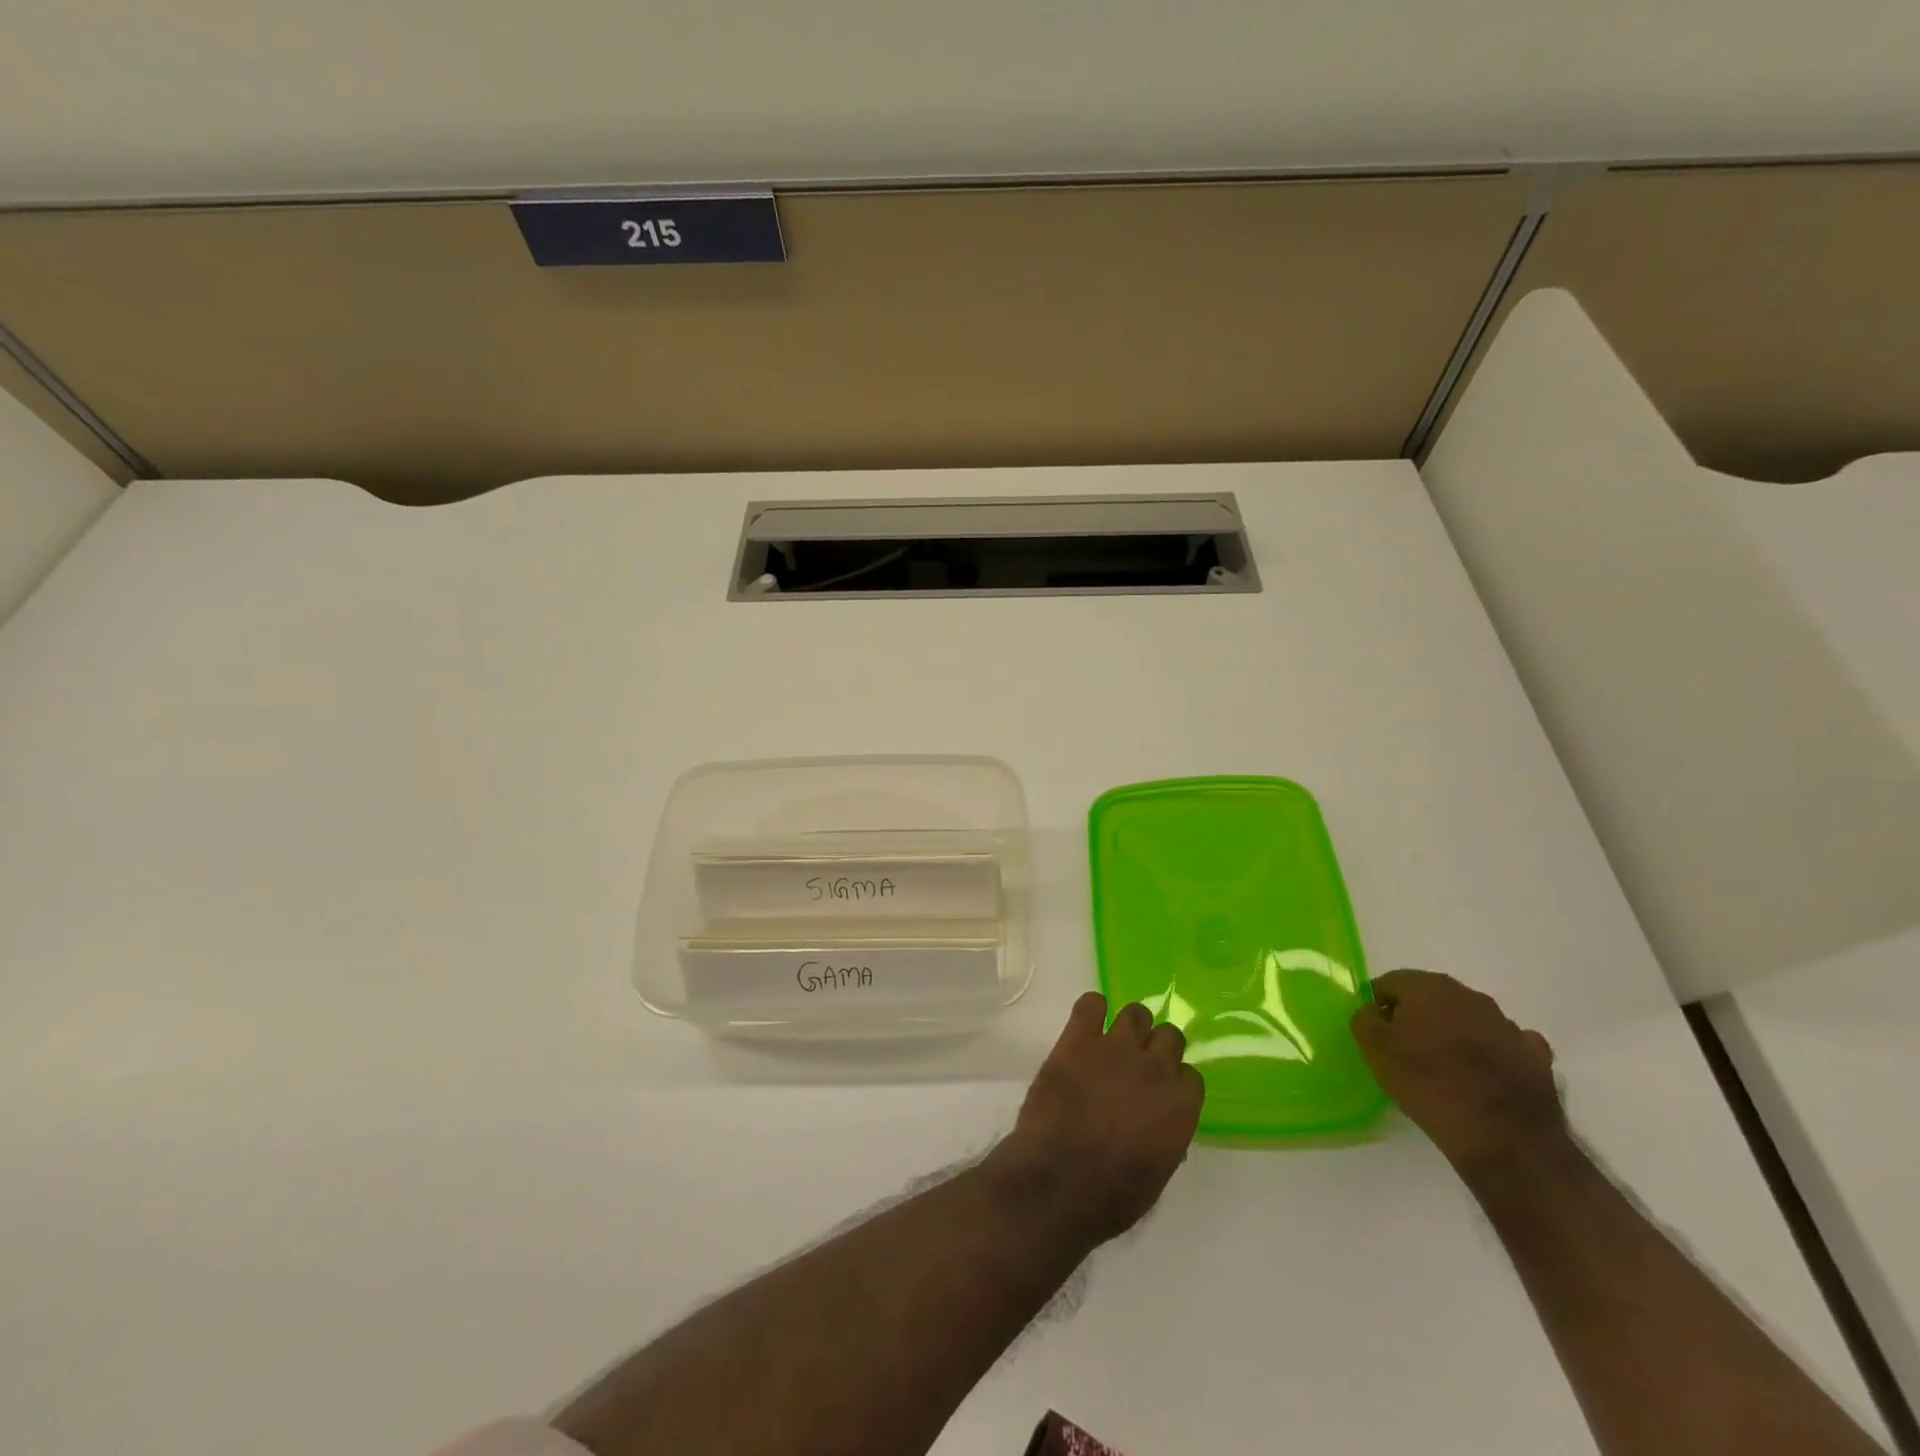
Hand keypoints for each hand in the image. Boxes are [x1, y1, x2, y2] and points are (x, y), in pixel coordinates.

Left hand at [992, 993, 1204, 1246]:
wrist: (1057, 1183)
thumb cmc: (1109, 1196)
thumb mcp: (1156, 1177)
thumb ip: (1166, 1140)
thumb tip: (1162, 1125)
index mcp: (1181, 1107)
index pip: (1190, 1075)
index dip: (1174, 1081)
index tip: (1160, 1091)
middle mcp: (1155, 1069)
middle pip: (1169, 1036)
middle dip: (1156, 1048)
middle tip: (1136, 1064)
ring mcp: (1116, 1048)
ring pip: (1135, 1013)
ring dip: (1128, 1027)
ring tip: (1110, 1043)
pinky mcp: (1079, 1039)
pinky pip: (1091, 1003)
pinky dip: (1091, 1010)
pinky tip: (1086, 1026)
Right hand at [1350, 969, 1563, 1170]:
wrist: (1505, 1139)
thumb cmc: (1428, 1085)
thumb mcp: (1374, 1050)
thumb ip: (1365, 1019)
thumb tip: (1374, 1011)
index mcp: (1429, 987)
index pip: (1390, 983)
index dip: (1378, 1005)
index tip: (1376, 1034)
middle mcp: (1470, 996)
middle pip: (1431, 998)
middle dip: (1417, 1017)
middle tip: (1405, 1051)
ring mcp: (1508, 1025)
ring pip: (1468, 1020)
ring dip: (1454, 1035)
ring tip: (1445, 1070)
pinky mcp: (1536, 1057)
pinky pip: (1504, 1046)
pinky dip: (1492, 1055)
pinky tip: (1485, 1078)